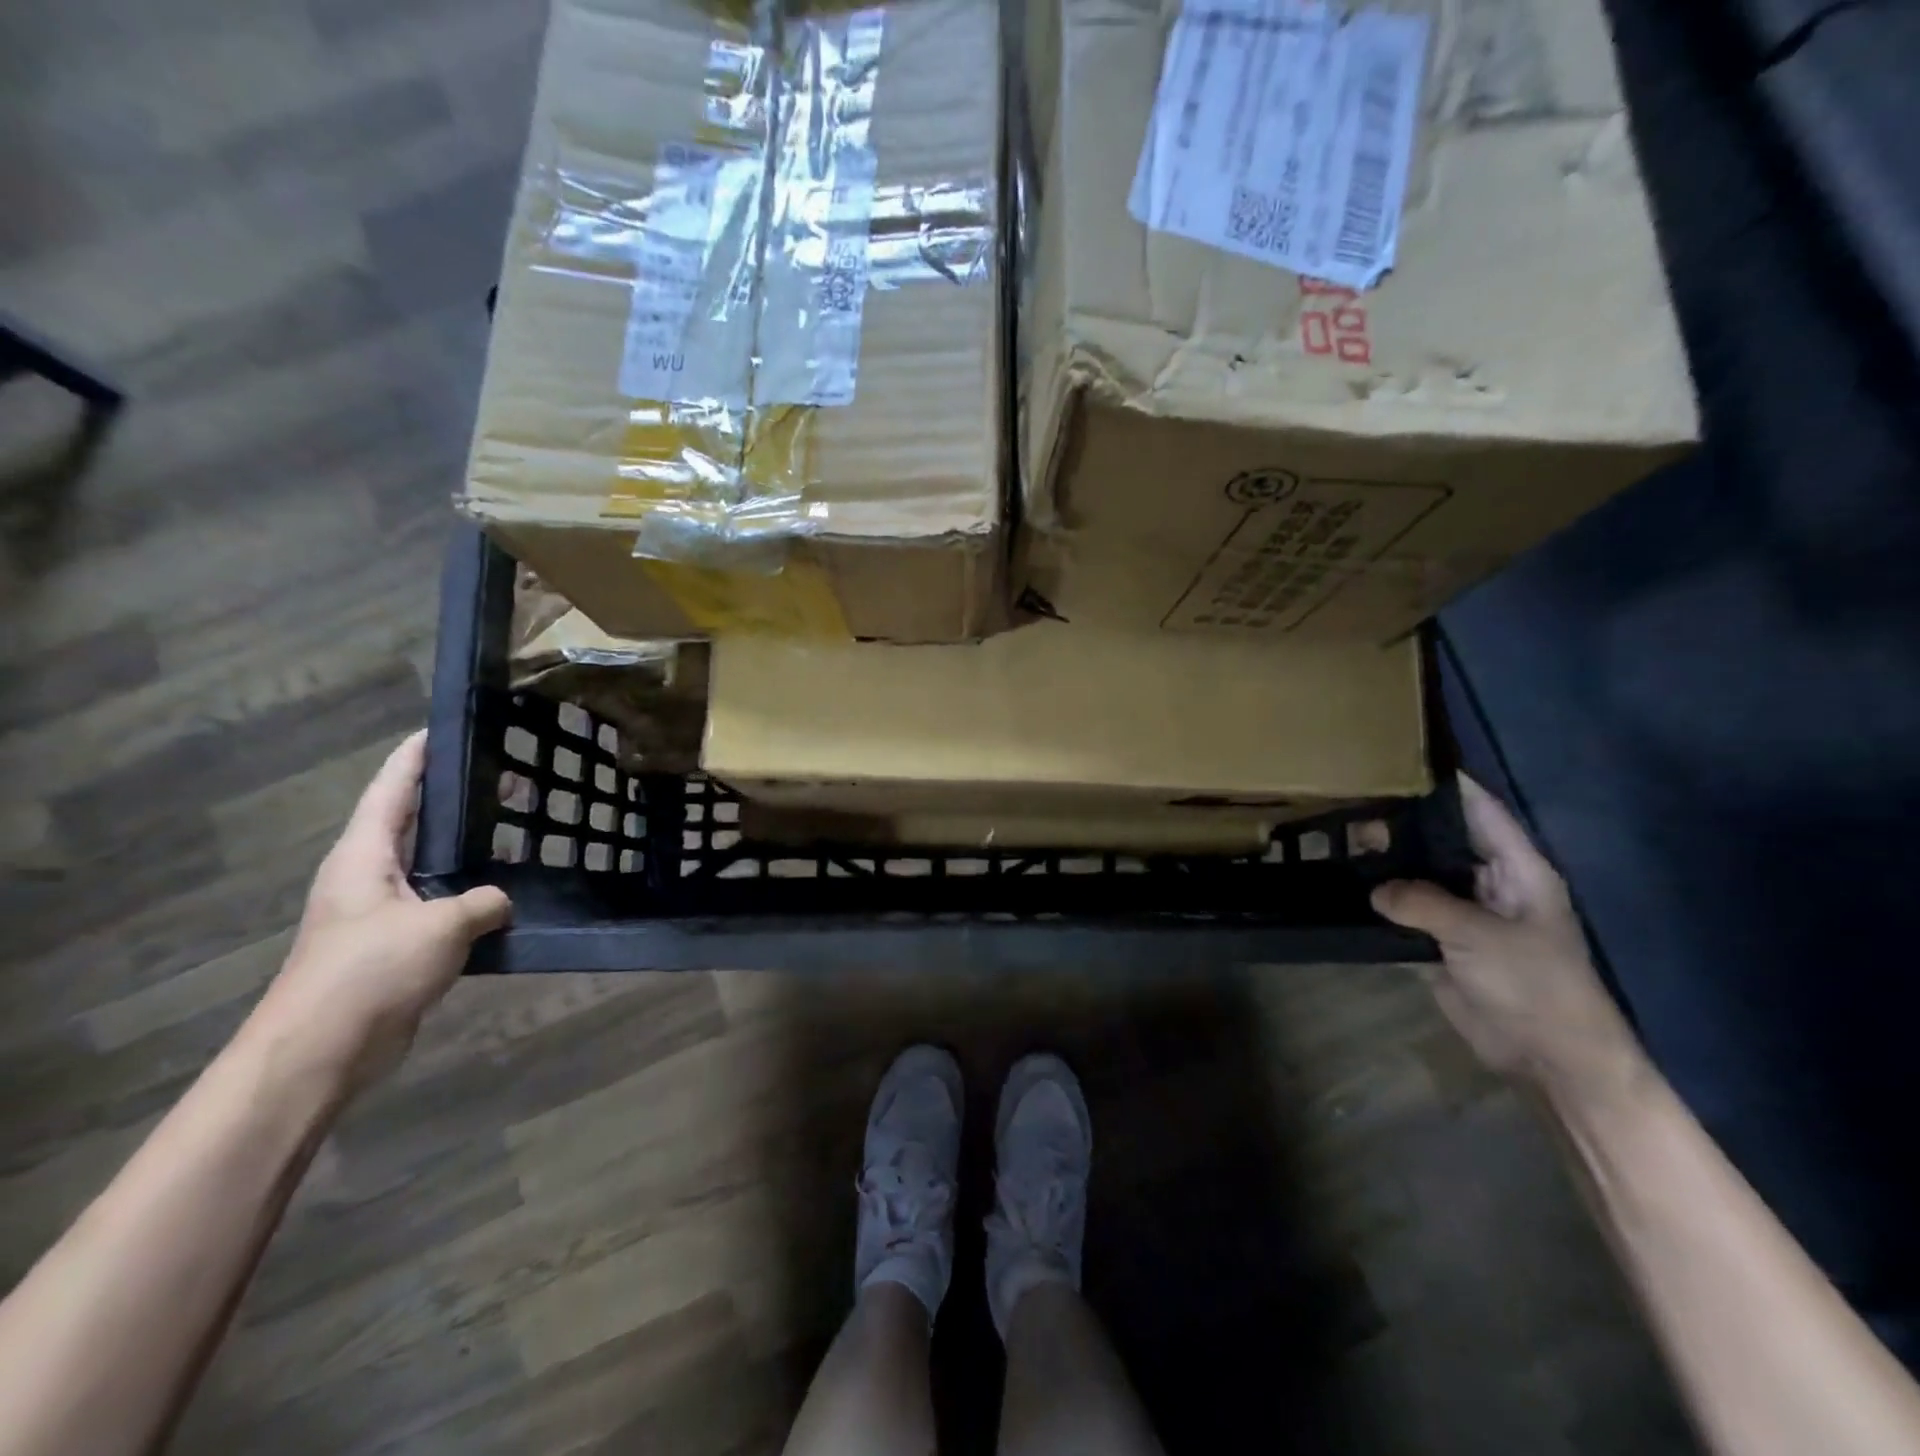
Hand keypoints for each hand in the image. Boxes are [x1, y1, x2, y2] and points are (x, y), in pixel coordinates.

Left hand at [246, 732, 511, 1096]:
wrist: (323, 1051)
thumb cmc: (371, 971)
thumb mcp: (441, 925)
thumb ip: (482, 901)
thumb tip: (501, 900)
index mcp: (364, 855)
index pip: (393, 787)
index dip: (418, 755)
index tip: (449, 727)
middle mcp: (369, 875)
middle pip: (415, 821)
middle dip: (457, 799)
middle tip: (509, 776)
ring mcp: (382, 912)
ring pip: (433, 866)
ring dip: (470, 849)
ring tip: (519, 829)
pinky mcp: (397, 947)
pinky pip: (442, 905)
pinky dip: (472, 894)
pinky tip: (509, 892)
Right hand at [1372, 774, 1646, 1103]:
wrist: (1547, 1055)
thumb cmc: (1534, 985)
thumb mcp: (1481, 936)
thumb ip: (1424, 903)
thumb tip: (1375, 889)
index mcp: (1517, 869)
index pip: (1481, 811)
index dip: (1447, 784)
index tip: (1401, 759)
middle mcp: (1489, 882)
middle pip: (1442, 839)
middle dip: (1402, 822)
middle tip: (1351, 802)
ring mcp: (1464, 912)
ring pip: (1419, 874)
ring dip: (1387, 861)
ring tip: (1339, 838)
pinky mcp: (1442, 941)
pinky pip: (1407, 909)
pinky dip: (1381, 899)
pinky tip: (1347, 883)